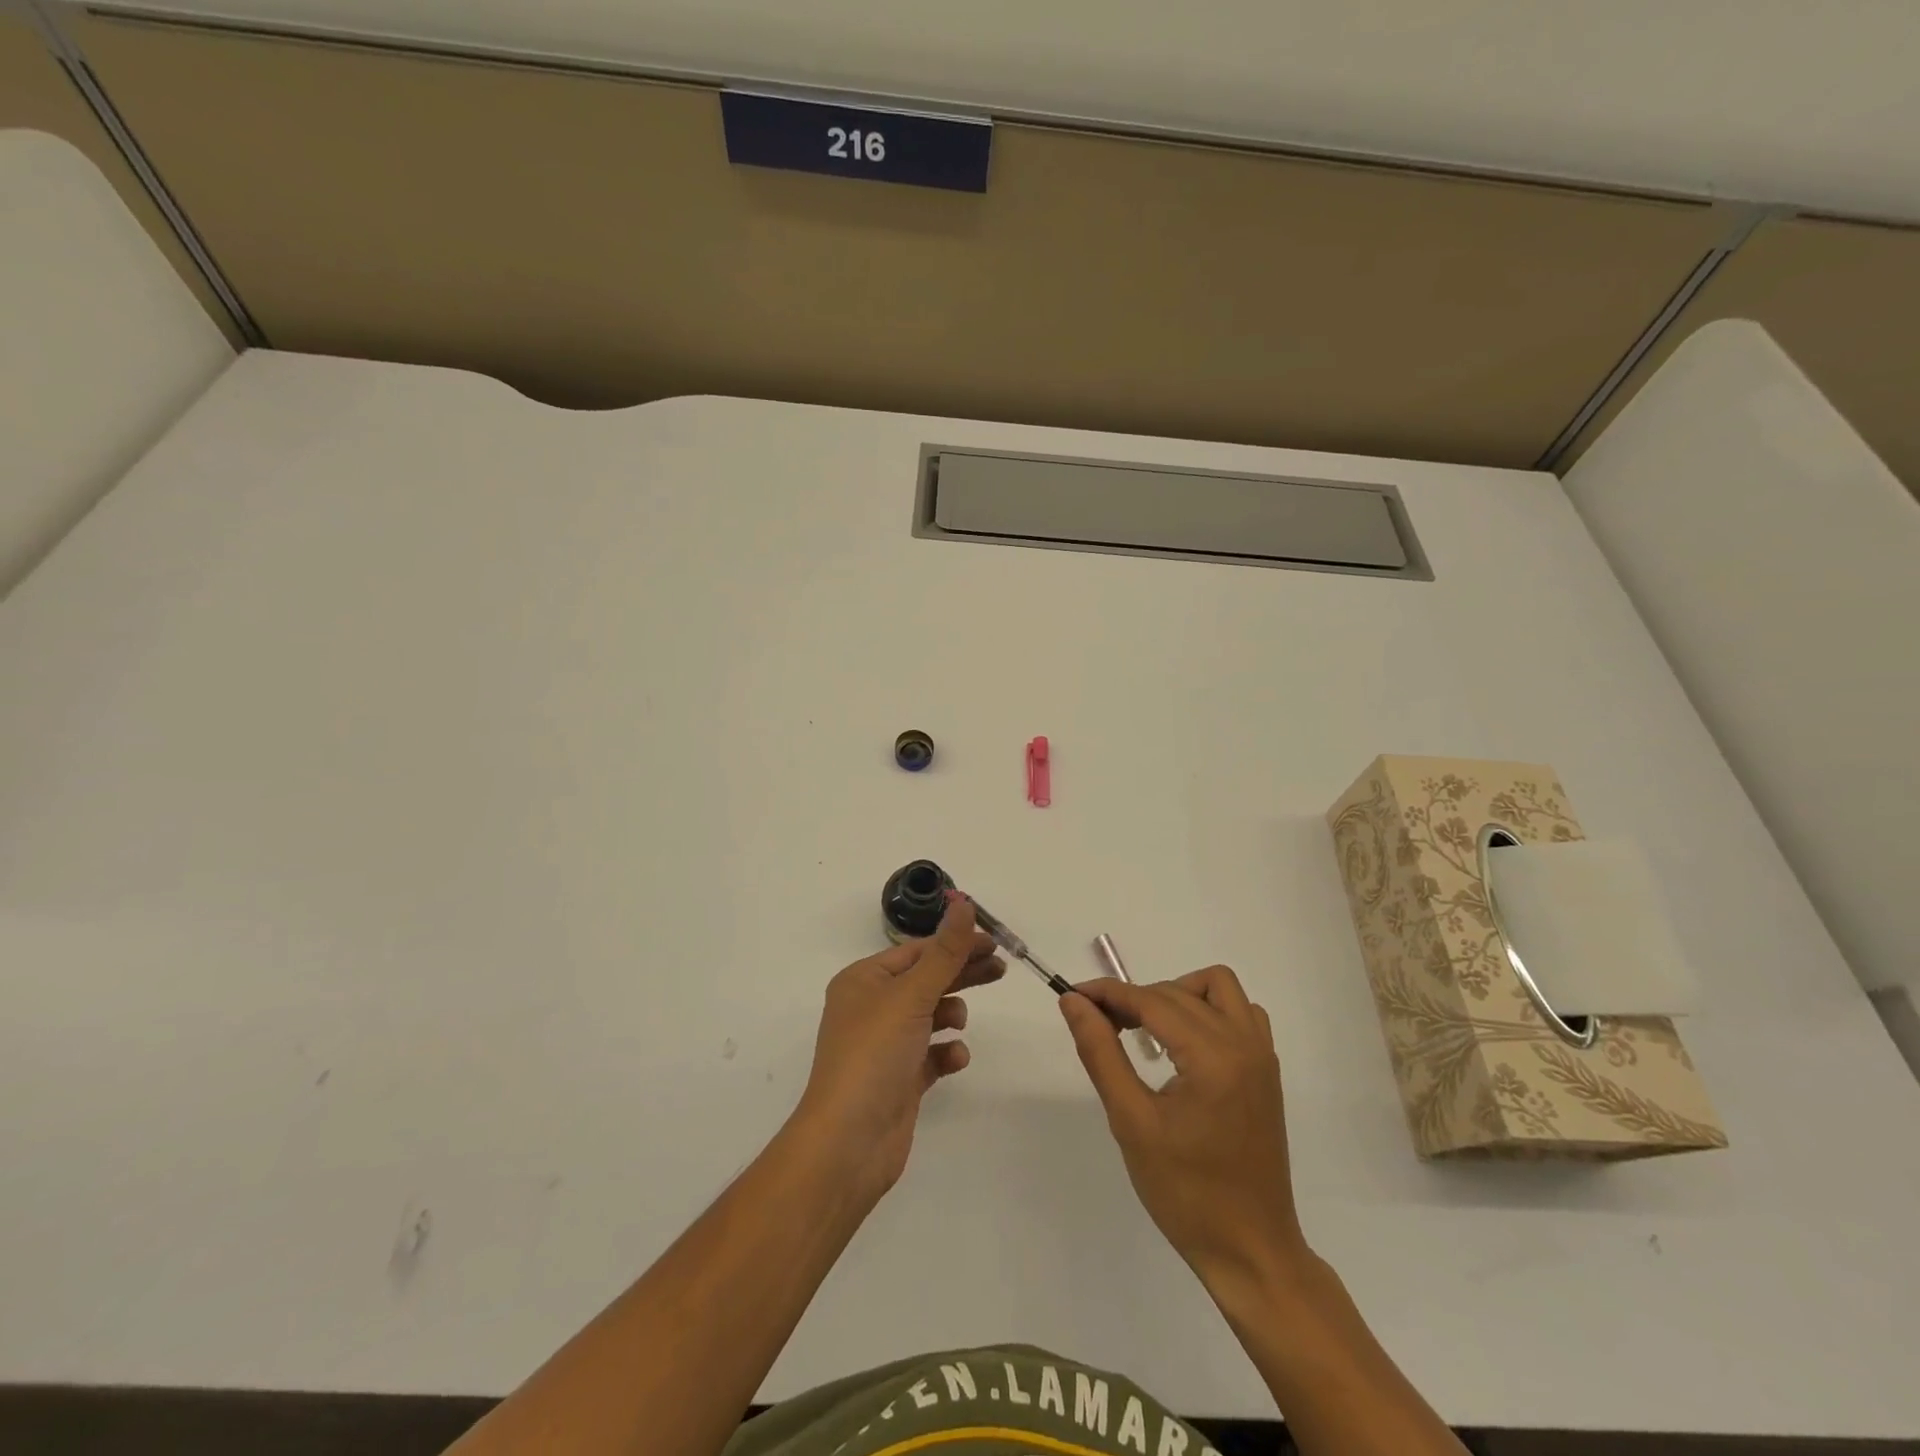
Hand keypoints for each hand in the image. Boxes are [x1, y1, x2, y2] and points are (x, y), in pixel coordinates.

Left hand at [793, 896, 1004, 1204]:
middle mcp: (871, 1008)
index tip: (993, 942)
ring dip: (950, 1014)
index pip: (916, 950)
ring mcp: (885, 1045)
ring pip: (930, 1016)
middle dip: (962, 974)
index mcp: (863, 981)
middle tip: (1001, 969)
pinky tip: (955, 1058)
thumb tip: (964, 903)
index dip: (955, 943)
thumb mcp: (911, 996)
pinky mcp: (899, 1078)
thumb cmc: (874, 1056)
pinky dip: (946, 1053)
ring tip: (960, 1023)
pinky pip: (931, 1054)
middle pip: (926, 980)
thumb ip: (944, 952)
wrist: (848, 1143)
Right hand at [1060, 967, 1307, 1285]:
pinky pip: (1240, 1011)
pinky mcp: (1266, 1070)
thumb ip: (1101, 1052)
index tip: (1073, 995)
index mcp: (1213, 1058)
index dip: (1108, 993)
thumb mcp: (1131, 1122)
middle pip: (1178, 992)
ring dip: (1177, 993)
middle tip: (1099, 1024)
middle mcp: (1244, 1044)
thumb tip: (1074, 1002)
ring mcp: (1261, 1055)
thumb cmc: (1185, 1193)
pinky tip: (1184, 1042)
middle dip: (1134, 998)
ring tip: (1144, 1027)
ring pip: (1217, 987)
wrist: (1250, 1250)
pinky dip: (1208, 1009)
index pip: (1151, 1001)